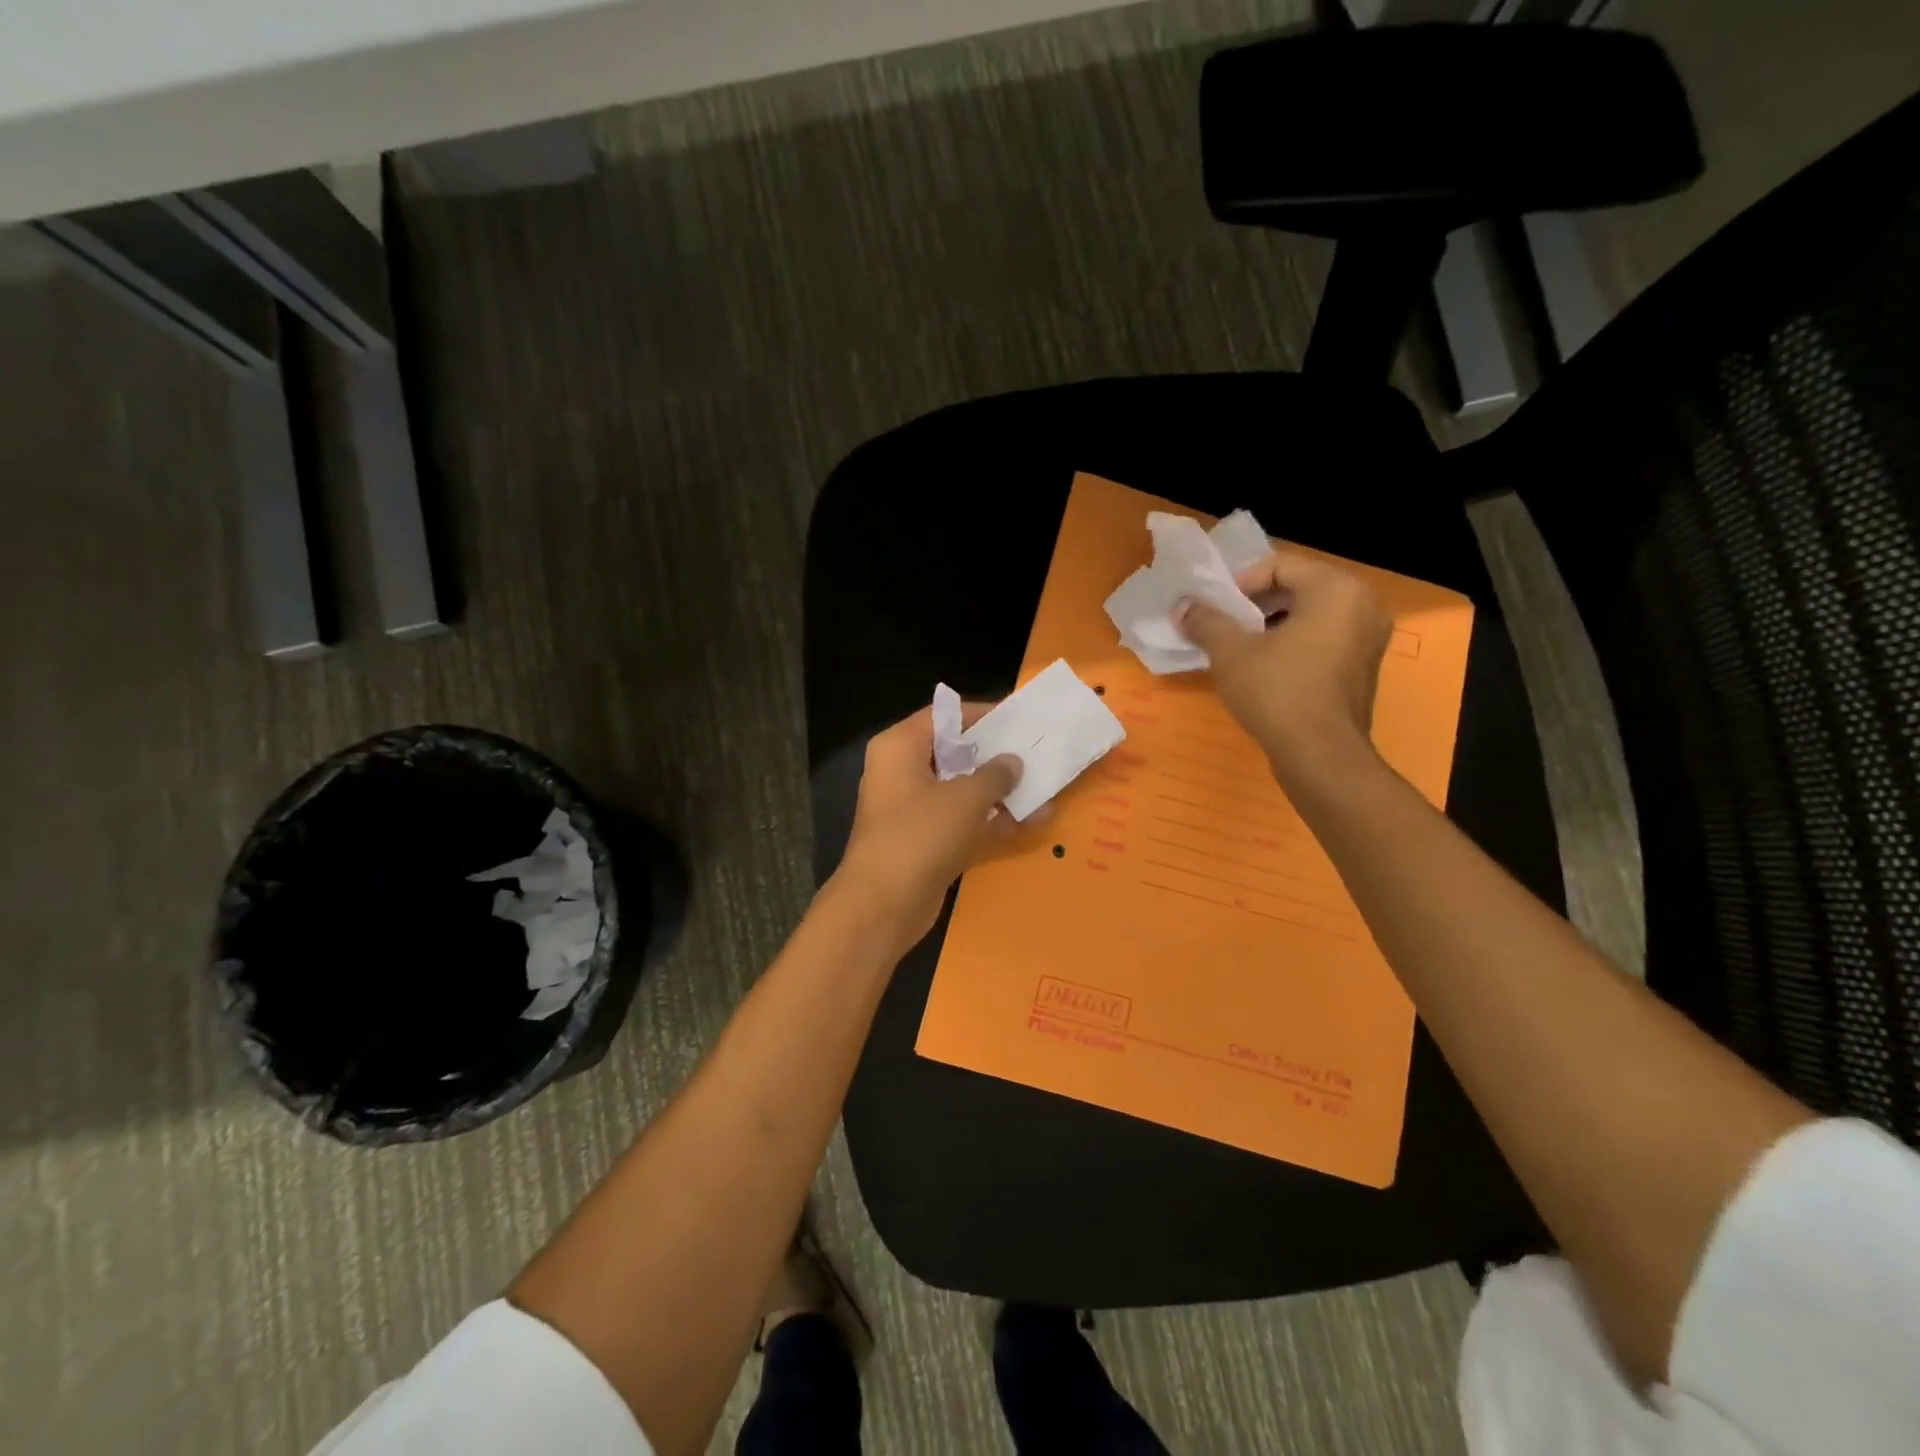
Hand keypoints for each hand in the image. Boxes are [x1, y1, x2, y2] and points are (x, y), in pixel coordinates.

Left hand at [829, 704, 1021, 953]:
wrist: (883, 905)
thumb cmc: (921, 834)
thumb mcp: (966, 797)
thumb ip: (995, 774)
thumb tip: (1012, 762)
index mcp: (900, 747)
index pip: (943, 716)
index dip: (981, 714)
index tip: (1018, 718)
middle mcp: (901, 772)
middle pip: (954, 753)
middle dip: (995, 755)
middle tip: (1036, 751)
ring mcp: (912, 810)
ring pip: (961, 790)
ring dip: (999, 792)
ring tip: (1043, 785)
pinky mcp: (925, 842)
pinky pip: (962, 822)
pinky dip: (991, 822)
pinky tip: (1031, 821)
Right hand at [1175, 548, 1392, 789]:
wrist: (1321, 757)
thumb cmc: (1278, 693)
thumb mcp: (1231, 653)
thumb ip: (1206, 621)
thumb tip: (1183, 606)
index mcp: (1336, 589)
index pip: (1279, 566)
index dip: (1239, 584)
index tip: (1214, 609)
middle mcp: (1362, 605)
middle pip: (1296, 588)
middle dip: (1254, 605)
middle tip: (1222, 625)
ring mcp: (1368, 639)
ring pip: (1309, 616)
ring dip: (1270, 626)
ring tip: (1237, 648)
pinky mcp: (1362, 669)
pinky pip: (1322, 640)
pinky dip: (1292, 645)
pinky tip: (1262, 669)